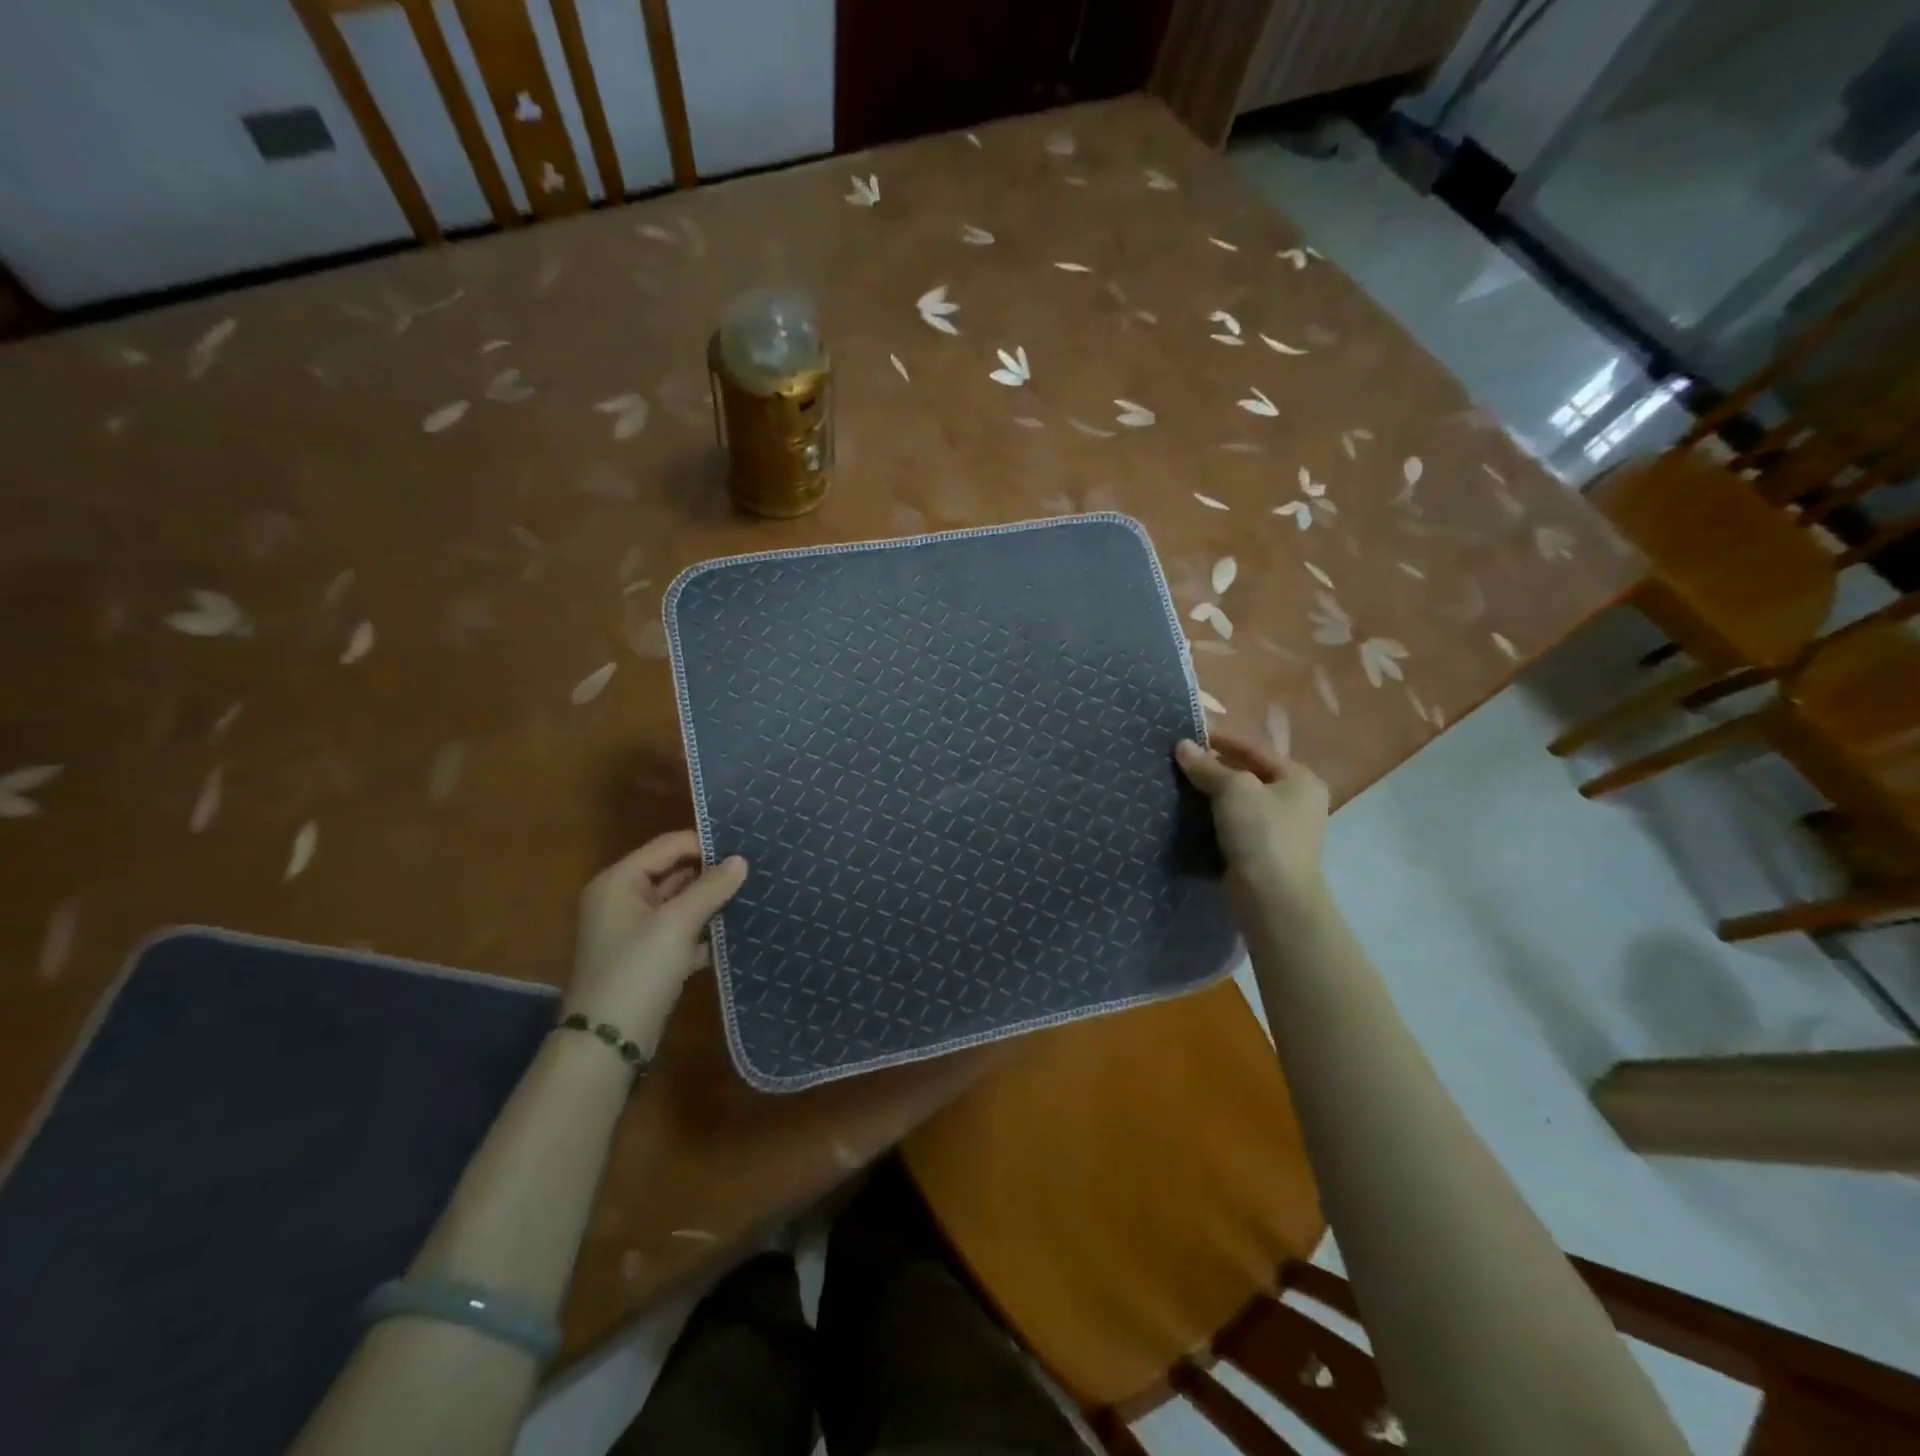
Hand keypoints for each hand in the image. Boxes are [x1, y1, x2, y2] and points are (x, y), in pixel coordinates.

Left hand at [569, 831, 747, 1056]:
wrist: (608, 1044)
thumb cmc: (637, 971)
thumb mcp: (677, 924)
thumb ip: (710, 888)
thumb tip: (741, 860)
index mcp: (619, 883)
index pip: (668, 846)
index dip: (705, 844)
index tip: (746, 846)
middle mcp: (623, 901)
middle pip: (674, 873)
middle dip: (712, 873)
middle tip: (756, 868)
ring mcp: (635, 932)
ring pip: (681, 904)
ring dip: (712, 902)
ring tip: (754, 893)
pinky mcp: (649, 958)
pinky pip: (682, 932)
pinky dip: (705, 931)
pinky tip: (737, 930)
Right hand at [1176, 732, 1329, 904]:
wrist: (1273, 899)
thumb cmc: (1261, 834)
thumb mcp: (1233, 790)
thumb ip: (1208, 767)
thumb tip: (1182, 746)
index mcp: (1299, 779)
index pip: (1255, 749)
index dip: (1221, 740)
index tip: (1188, 735)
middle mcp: (1297, 801)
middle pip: (1249, 774)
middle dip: (1215, 768)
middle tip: (1180, 761)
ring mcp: (1282, 829)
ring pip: (1241, 801)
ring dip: (1213, 794)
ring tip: (1180, 786)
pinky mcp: (1265, 853)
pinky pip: (1236, 824)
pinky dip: (1215, 817)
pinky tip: (1191, 815)